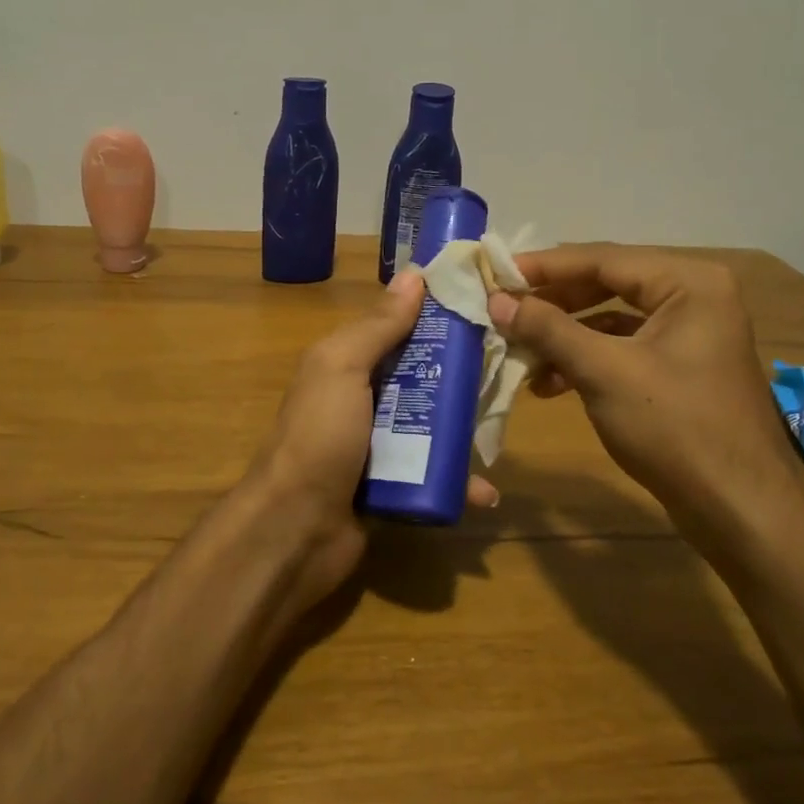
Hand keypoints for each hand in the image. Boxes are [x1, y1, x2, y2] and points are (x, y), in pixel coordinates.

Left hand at [235, 270, 498, 619]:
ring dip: (465, 431)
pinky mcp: (393, 484)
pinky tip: (484, 491)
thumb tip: (414, 274)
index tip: (486, 309)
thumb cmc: (319, 436)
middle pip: (424, 377)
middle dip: (462, 377)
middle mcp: (364, 399)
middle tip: (507, 375)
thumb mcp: (341, 368)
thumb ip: (378, 326)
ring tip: (500, 434)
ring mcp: (378, 444)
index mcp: (348, 363)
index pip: (400, 329)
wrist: (295, 529)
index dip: (438, 318)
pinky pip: (431, 474)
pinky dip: (456, 480)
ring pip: (433, 426)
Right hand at [487, 245, 803, 545]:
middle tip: (504, 311)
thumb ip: (548, 329)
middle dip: (553, 304)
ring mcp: (690, 334)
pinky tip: (550, 384)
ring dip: (564, 337)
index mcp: (688, 283)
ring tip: (521, 354)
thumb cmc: (675, 428)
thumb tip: (497, 300)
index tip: (497, 274)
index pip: (603, 259)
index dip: (545, 267)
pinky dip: (587, 361)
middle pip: (607, 285)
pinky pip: (624, 349)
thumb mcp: (604, 372)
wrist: (740, 510)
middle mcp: (694, 297)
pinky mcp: (681, 368)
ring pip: (612, 320)